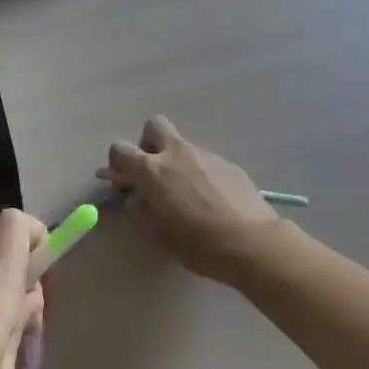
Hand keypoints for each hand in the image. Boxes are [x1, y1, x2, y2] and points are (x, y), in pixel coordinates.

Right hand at [99, 116, 289, 284]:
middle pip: (154, 126)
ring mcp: (205, 155)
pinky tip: (211, 199)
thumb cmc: (198, 242)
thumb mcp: (158, 232)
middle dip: (148, 143)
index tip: (123, 181)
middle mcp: (177, 153)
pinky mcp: (229, 164)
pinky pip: (205, 161)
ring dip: (177, 161)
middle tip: (153, 171)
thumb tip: (136, 197)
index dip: (116, 162)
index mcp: (153, 169)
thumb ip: (141, 208)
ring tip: (187, 194)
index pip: (120, 148)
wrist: (252, 242)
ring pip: (183, 145)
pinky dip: (201, 173)